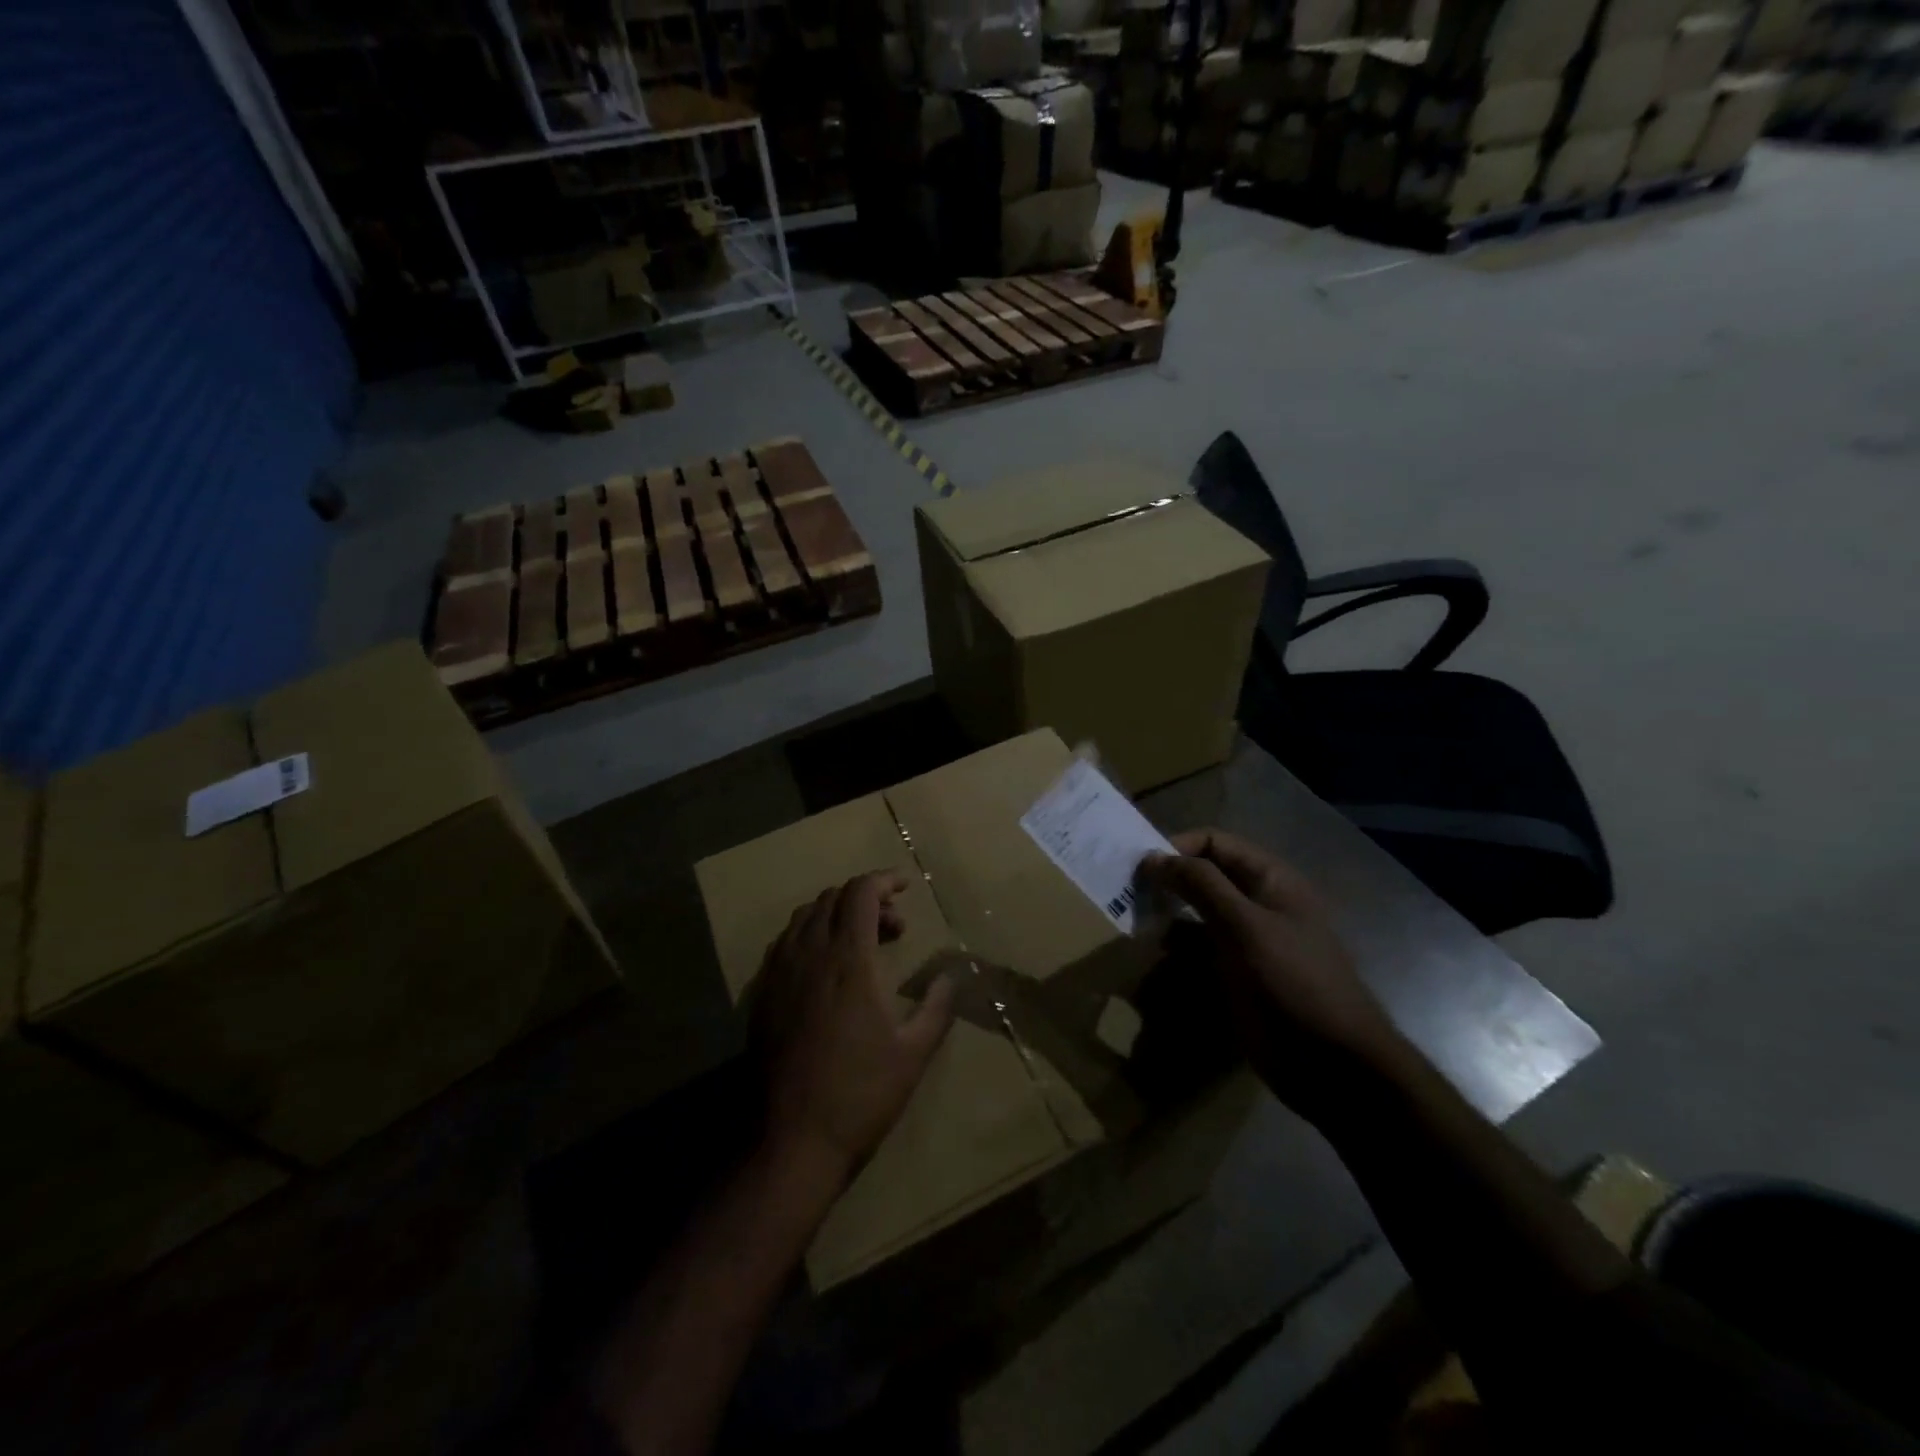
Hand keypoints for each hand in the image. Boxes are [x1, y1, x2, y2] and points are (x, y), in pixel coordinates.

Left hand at [753, 871, 955, 1187]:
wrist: (791, 1140)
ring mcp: (779, 973)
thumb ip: (938, 1006)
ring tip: (862, 943)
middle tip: (894, 927)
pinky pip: (785, 943)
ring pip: (805, 917)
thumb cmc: (860, 1094)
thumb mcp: (913, 1053)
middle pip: (833, 898)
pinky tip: (825, 968)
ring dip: (836, 914)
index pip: (860, 892)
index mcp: (848, 959)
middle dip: (867, 898)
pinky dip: (810, 935)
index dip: (884, 880)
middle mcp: (809, 954)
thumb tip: (953, 975)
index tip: (906, 888)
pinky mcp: (761, 995)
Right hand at [1146, 830, 1408, 1122]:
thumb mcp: (1244, 925)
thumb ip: (1200, 885)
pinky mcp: (1237, 978)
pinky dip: (1176, 956)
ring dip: (1167, 922)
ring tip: (1139, 933)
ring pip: (1196, 918)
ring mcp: (1247, 943)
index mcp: (1270, 880)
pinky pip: (1198, 955)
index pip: (1215, 843)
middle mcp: (1257, 904)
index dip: (1178, 848)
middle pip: (1204, 879)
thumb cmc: (1292, 981)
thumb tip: (1154, 856)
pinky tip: (1156, 968)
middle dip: (1168, 885)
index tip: (1142, 868)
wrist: (1333, 1064)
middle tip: (1130, 898)